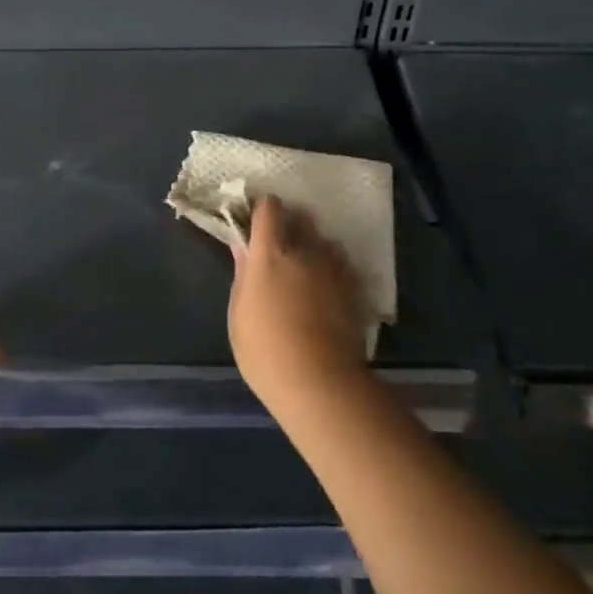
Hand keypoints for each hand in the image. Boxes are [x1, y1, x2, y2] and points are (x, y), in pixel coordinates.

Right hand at [227, 195, 370, 418]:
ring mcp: (333, 269)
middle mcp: (304, 251)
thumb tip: (242, 247)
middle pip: (301, 217)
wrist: (321, 384)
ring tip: (306, 266)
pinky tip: (326, 287)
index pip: (269, 209)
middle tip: (280, 243)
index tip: (256, 220)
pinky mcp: (354, 288)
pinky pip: (342, 264)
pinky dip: (332, 267)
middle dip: (291, 223)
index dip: (262, 209)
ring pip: (325, 240)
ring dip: (314, 245)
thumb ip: (242, 274)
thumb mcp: (238, 315)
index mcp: (270, 253)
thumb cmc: (266, 352)